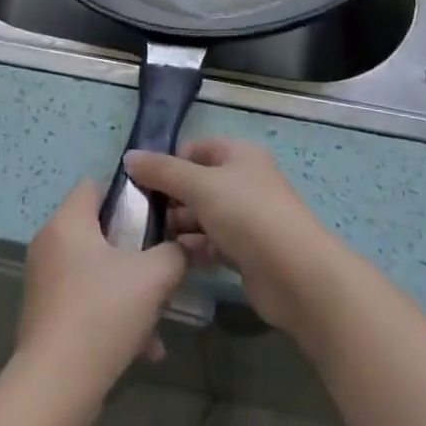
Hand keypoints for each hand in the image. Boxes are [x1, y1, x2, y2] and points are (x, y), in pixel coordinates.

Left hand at [13, 180, 186, 424]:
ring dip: (128, 289)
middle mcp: (49, 243)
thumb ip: (174, 253)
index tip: (155, 216)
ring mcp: (43, 280)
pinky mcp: (45, 313)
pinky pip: (85, 300)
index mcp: (67, 222)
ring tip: (157, 318)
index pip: (95, 185)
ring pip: (95, 270)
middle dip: (134, 250)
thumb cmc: (102, 314)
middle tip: (160, 268)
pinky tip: (142, 348)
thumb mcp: (153, 278)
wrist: (55, 385)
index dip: (127, 195)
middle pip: (98, 230)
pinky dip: (111, 314)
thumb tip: (182, 247)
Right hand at [123, 138, 343, 333]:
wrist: (296, 276)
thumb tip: (129, 157)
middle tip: (140, 215)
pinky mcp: (247, 252)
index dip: (168, 162)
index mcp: (238, 155)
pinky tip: (172, 258)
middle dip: (170, 197)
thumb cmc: (248, 215)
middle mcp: (243, 182)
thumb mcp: (199, 185)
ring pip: (202, 215)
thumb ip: (162, 171)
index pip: (195, 149)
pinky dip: (193, 248)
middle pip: (197, 183)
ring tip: (150, 240)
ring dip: (179, 225)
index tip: (141, 182)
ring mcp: (247, 218)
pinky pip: (212, 244)